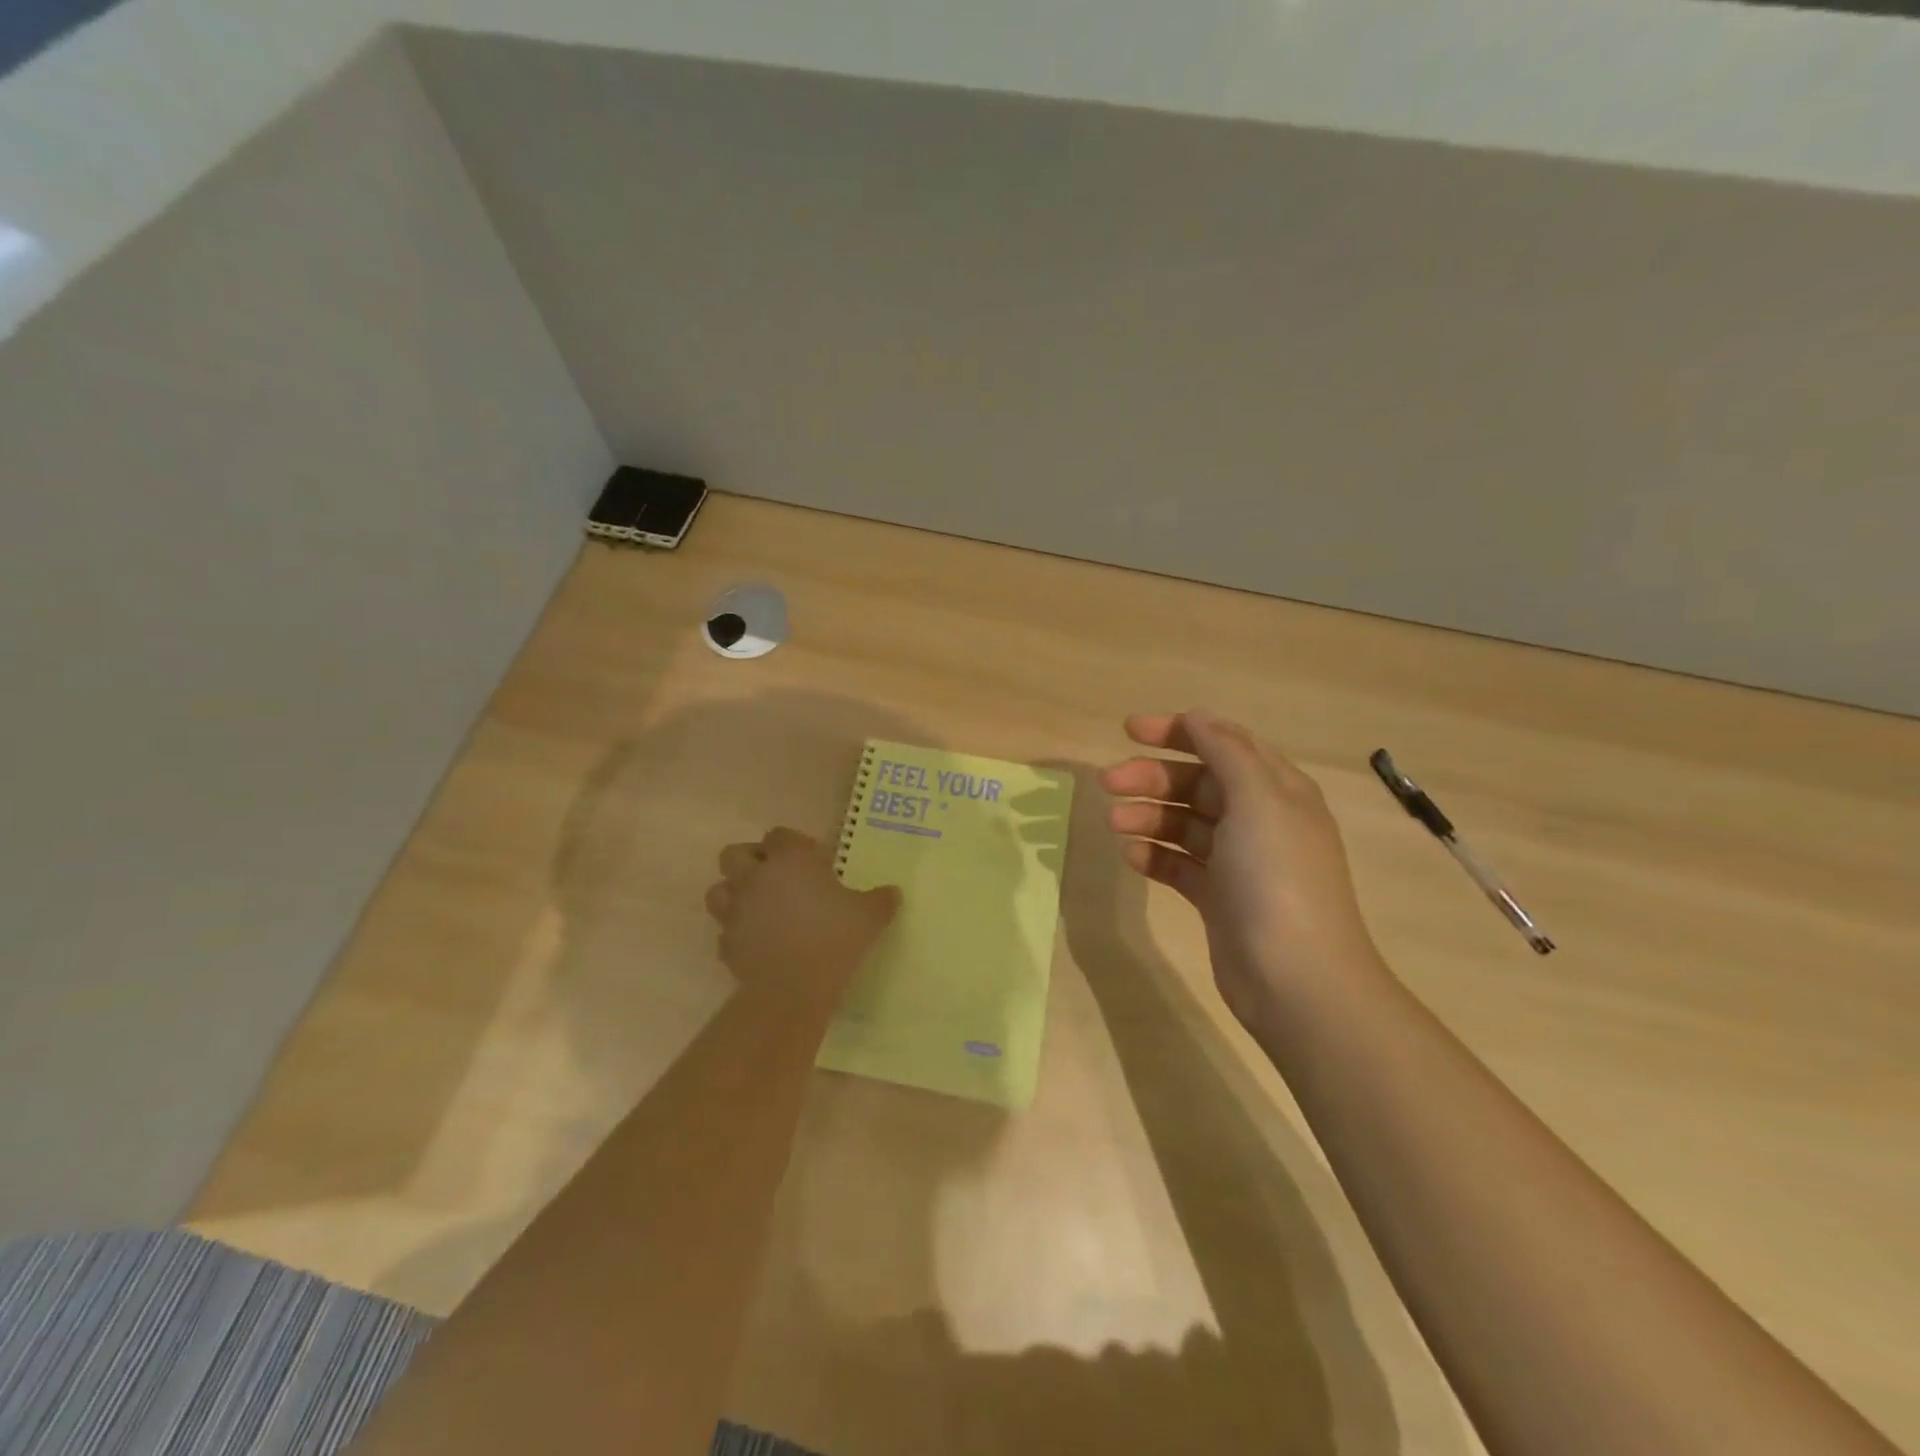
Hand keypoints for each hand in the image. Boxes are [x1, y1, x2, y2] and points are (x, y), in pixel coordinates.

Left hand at [705, 827, 899, 1011]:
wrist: (794, 988)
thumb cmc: (835, 938)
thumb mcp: (870, 916)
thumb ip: (881, 900)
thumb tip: (893, 893)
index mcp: (789, 860)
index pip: (779, 834)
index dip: (793, 843)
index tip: (813, 861)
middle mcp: (756, 877)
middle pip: (734, 854)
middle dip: (751, 861)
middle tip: (776, 877)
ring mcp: (736, 911)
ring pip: (718, 891)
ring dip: (734, 894)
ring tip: (760, 908)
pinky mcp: (726, 943)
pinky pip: (725, 931)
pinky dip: (738, 933)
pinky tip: (759, 943)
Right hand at [1102, 712, 1384, 1032]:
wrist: (1296, 978)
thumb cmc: (1277, 877)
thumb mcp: (1258, 800)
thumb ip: (1226, 752)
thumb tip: (1197, 717)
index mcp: (1276, 790)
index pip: (1223, 744)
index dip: (1178, 731)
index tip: (1129, 730)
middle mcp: (1258, 820)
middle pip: (1197, 783)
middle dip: (1152, 777)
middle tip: (1107, 783)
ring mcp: (1238, 862)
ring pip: (1184, 824)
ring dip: (1148, 816)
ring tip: (1114, 823)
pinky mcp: (1218, 898)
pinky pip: (1179, 864)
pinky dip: (1155, 855)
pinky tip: (1132, 856)